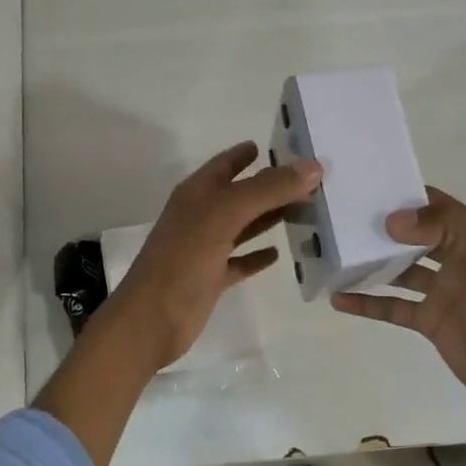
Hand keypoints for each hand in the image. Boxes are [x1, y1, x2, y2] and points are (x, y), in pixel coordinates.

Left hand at [106, 140, 322, 372]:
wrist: (152, 319)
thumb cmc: (184, 260)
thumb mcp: (225, 215)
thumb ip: (267, 189)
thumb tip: (313, 166)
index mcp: (196, 194)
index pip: (225, 164)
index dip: (248, 153)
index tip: (284, 145)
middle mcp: (200, 216)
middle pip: (240, 194)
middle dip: (271, 185)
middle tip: (311, 180)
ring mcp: (204, 248)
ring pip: (243, 226)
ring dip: (269, 217)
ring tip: (306, 209)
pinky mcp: (211, 278)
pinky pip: (240, 261)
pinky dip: (258, 255)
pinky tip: (279, 253)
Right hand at [332, 187, 465, 410]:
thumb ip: (438, 227)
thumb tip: (391, 219)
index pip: (436, 205)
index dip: (407, 195)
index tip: (369, 188)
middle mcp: (455, 258)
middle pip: (413, 236)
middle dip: (383, 228)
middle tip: (344, 219)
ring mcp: (440, 290)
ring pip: (399, 270)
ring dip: (372, 264)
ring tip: (336, 254)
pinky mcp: (427, 319)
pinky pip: (392, 306)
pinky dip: (367, 303)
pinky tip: (339, 298)